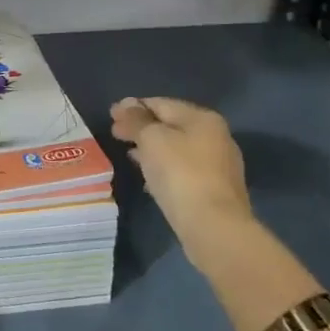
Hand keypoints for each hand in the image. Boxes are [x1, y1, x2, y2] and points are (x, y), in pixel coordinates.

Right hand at [110, 96, 253, 270]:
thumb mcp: (151, 139)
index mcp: (203, 119)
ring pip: (177, 149)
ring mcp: (219, 166)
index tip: (110, 115)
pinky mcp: (216, 191)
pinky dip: (164, 168)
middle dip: (141, 128)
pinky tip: (149, 178)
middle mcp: (216, 137)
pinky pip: (183, 171)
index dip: (133, 107)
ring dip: (152, 149)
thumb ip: (136, 120)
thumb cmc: (180, 174)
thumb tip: (125, 104)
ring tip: (129, 154)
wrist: (213, 227)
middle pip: (170, 125)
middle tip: (115, 134)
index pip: (161, 103)